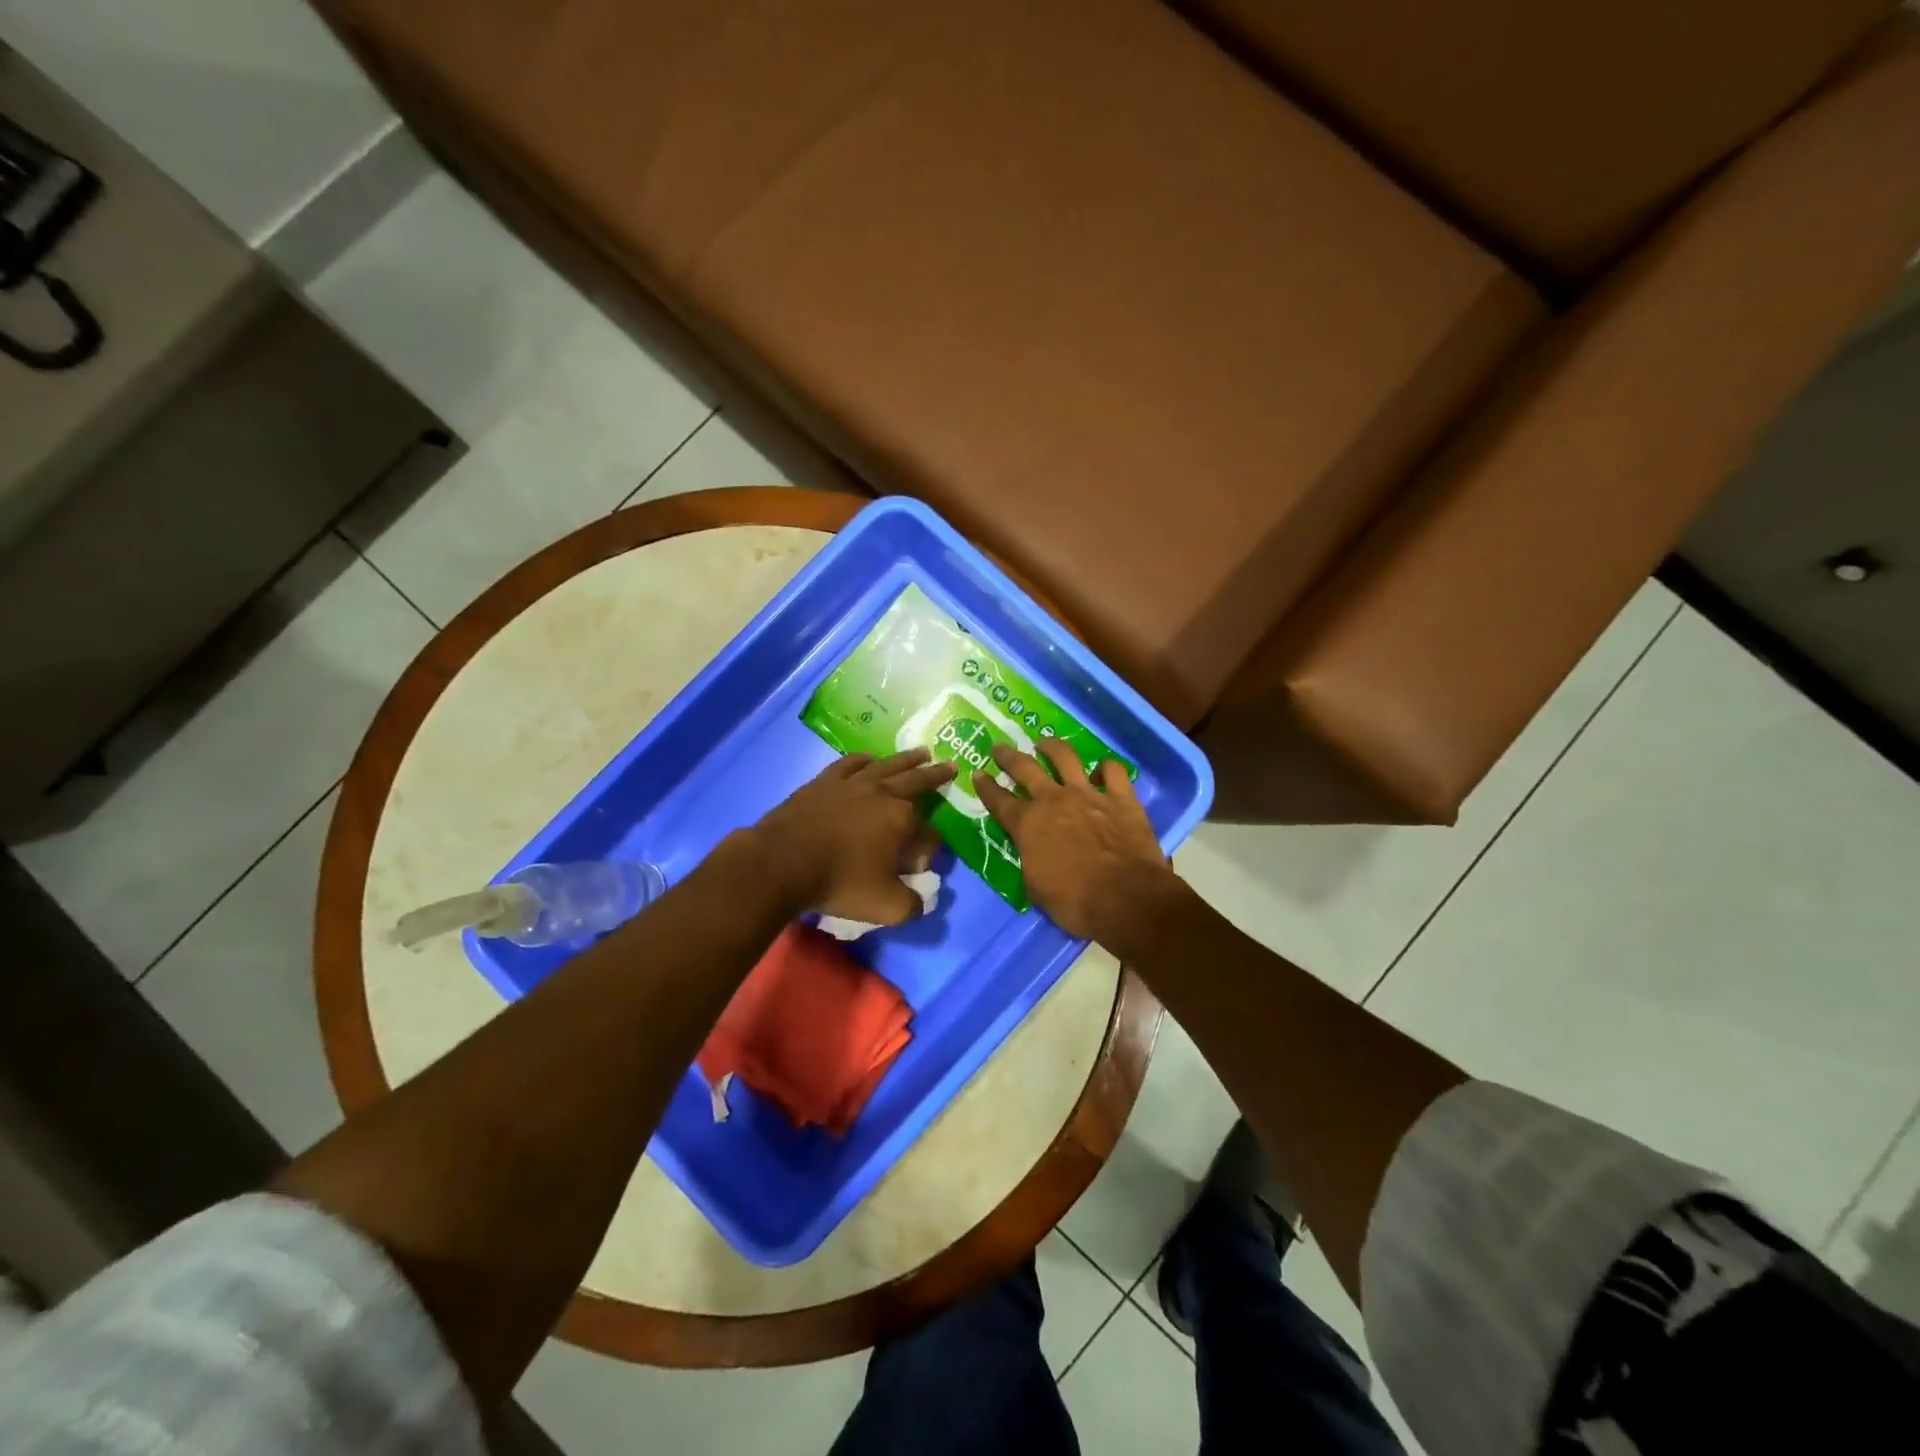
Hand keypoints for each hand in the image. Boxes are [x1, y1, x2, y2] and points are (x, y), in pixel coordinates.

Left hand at [751, 750, 954, 924]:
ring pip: (887, 765)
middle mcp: (882, 793)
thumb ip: (913, 905)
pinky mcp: (824, 782)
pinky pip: (850, 763)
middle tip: (950, 765)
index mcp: (903, 819)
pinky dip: (864, 760)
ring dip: (907, 760)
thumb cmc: (839, 882)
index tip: (918, 865)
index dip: (929, 848)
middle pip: (916, 781)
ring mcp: (852, 783)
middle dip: (935, 775)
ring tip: (921, 752)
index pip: (929, 832)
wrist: (782, 862)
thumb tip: (921, 898)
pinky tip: (868, 759)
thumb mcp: (886, 907)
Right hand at [975, 740, 1178, 941]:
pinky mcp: (1121, 798)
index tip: (978, 774)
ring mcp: (1088, 794)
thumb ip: (1031, 858)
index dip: (986, 787)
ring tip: (1044, 743)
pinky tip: (1103, 770)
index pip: (999, 801)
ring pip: (1065, 757)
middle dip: (1008, 756)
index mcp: (1028, 824)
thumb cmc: (1074, 902)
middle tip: (1000, 747)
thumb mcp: (1036, 886)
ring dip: (1052, 747)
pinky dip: (1106, 768)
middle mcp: (1054, 800)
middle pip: (1025, 768)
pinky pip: (1113, 771)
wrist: (1125, 898)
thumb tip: (1033, 849)